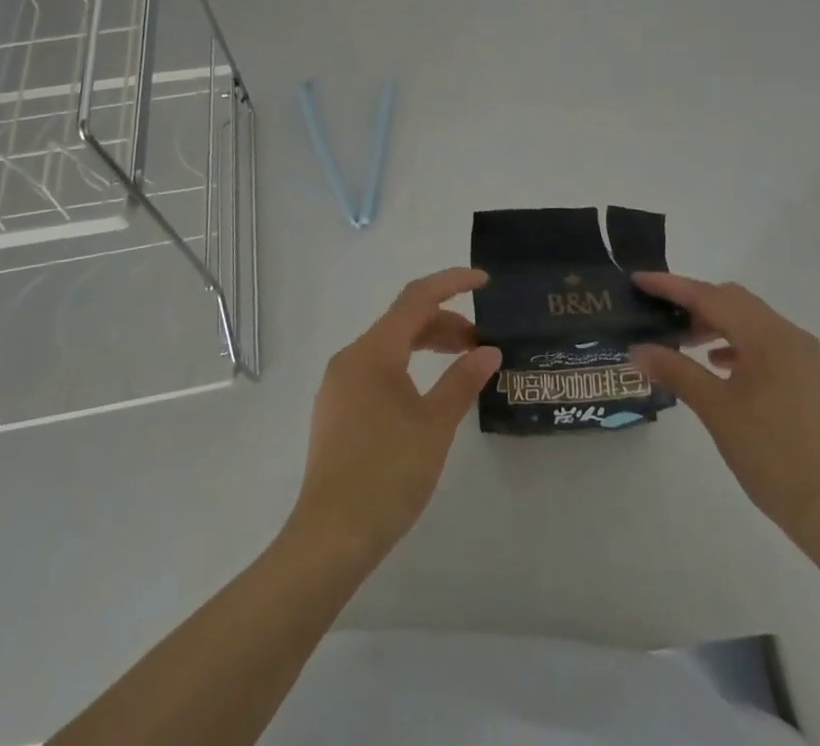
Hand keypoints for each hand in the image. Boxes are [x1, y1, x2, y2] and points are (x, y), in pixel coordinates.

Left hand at [285, 268, 501, 567]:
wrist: (331, 537)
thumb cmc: (387, 473)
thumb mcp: (435, 425)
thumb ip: (462, 381)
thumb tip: (488, 352)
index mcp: (373, 351)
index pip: (416, 298)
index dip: (451, 283)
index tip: (484, 282)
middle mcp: (351, 357)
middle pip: (403, 322)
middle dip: (444, 323)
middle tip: (481, 343)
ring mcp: (340, 384)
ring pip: (390, 347)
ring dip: (427, 346)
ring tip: (462, 365)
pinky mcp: (337, 409)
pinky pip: (377, 370)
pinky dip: (408, 368)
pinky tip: (428, 392)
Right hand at [631, 273, 819, 576]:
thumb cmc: (772, 455)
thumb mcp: (716, 410)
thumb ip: (675, 371)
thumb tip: (637, 349)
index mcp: (768, 335)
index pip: (710, 296)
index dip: (671, 286)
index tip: (638, 280)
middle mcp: (789, 334)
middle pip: (732, 300)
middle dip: (693, 302)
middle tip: (657, 313)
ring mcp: (803, 356)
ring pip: (749, 321)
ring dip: (714, 323)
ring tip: (682, 342)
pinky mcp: (809, 377)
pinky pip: (765, 343)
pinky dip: (737, 344)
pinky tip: (718, 366)